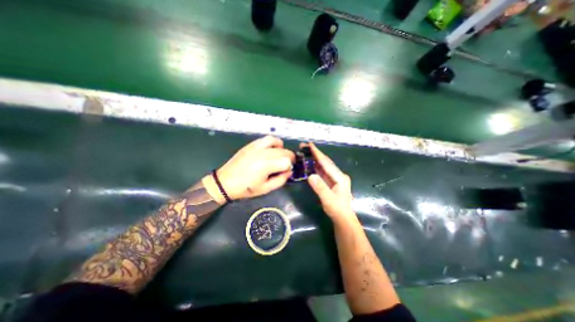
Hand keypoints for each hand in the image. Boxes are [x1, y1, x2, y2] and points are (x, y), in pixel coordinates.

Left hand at [208, 136, 295, 203]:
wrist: (225, 182)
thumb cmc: (246, 188)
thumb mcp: (266, 189)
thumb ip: (281, 180)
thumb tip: (289, 172)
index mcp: (266, 165)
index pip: (287, 161)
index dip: (289, 167)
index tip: (286, 172)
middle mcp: (263, 153)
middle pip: (284, 151)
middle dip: (289, 159)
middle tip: (285, 167)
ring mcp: (257, 147)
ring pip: (277, 143)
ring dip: (283, 149)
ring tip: (280, 156)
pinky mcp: (252, 145)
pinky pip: (267, 139)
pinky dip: (274, 142)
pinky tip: (273, 149)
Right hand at [305, 144, 355, 220]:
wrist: (343, 218)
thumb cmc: (337, 209)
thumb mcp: (329, 200)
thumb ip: (320, 188)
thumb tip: (310, 176)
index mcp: (339, 177)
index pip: (326, 163)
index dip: (318, 154)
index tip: (310, 145)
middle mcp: (338, 175)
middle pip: (325, 162)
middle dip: (315, 153)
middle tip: (304, 146)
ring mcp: (334, 178)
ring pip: (323, 166)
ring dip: (315, 159)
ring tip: (306, 152)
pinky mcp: (331, 182)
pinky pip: (322, 172)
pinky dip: (316, 166)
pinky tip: (310, 163)